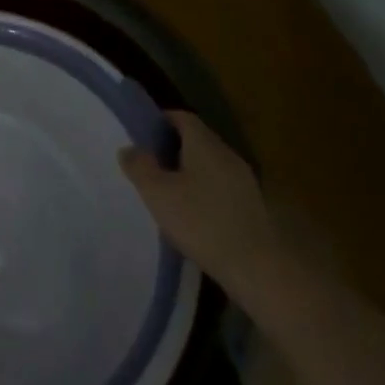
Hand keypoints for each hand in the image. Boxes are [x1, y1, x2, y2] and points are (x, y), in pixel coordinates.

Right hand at [120, 111, 280, 291]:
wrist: (256, 266)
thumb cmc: (200, 222)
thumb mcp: (157, 193)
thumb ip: (139, 167)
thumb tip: (129, 148)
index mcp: (205, 144)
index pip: (182, 117)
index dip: (161, 121)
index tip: (141, 134)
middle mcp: (227, 154)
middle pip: (197, 139)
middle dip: (172, 146)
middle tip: (149, 162)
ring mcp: (243, 179)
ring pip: (210, 163)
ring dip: (188, 169)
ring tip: (167, 189)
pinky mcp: (251, 204)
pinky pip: (220, 184)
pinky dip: (203, 188)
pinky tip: (192, 212)